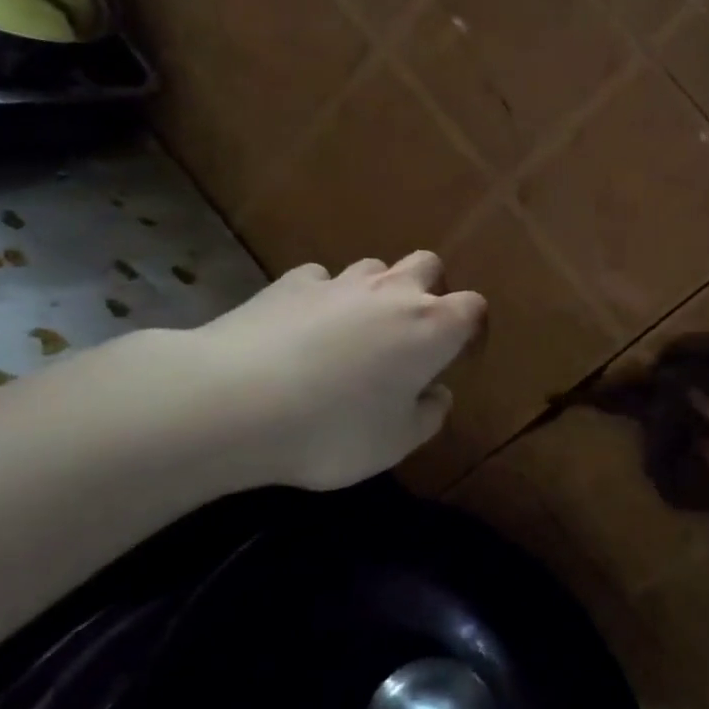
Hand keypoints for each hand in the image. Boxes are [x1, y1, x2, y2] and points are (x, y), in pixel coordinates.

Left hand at [86, 252, 485, 495]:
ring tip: (354, 331)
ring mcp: (340, 280)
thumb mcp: (394, 443)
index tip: (457, 355)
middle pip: (428, 265)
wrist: (236, 400)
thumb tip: (437, 393)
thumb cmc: (333, 429)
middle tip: (409, 333)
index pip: (472, 306)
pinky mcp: (292, 281)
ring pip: (374, 267)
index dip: (470, 327)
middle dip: (428, 289)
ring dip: (375, 291)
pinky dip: (322, 298)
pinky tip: (302, 328)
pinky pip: (321, 279)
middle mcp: (392, 291)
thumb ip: (428, 416)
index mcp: (431, 326)